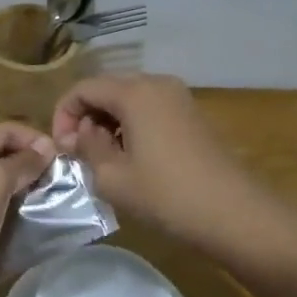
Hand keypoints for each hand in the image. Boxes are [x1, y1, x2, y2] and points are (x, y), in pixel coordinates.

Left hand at [0, 122, 56, 293]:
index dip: (33, 138)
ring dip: (23, 186)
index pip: (4, 130)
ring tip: (49, 198)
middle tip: (60, 179)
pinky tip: (28, 217)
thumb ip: (21, 162)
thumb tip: (47, 145)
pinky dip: (11, 206)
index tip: (62, 158)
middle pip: (0, 153)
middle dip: (30, 162)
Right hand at [52, 74, 266, 252]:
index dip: (63, 115)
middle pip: (107, 88)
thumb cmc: (167, 195)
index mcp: (134, 91)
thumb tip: (80, 134)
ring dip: (108, 122)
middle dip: (86, 117)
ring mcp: (178, 97)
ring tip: (103, 159)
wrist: (234, 213)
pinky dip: (131, 125)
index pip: (83, 88)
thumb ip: (87, 148)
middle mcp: (156, 83)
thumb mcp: (113, 177)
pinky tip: (132, 158)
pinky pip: (150, 109)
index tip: (61, 149)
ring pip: (129, 99)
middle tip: (78, 154)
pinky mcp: (192, 115)